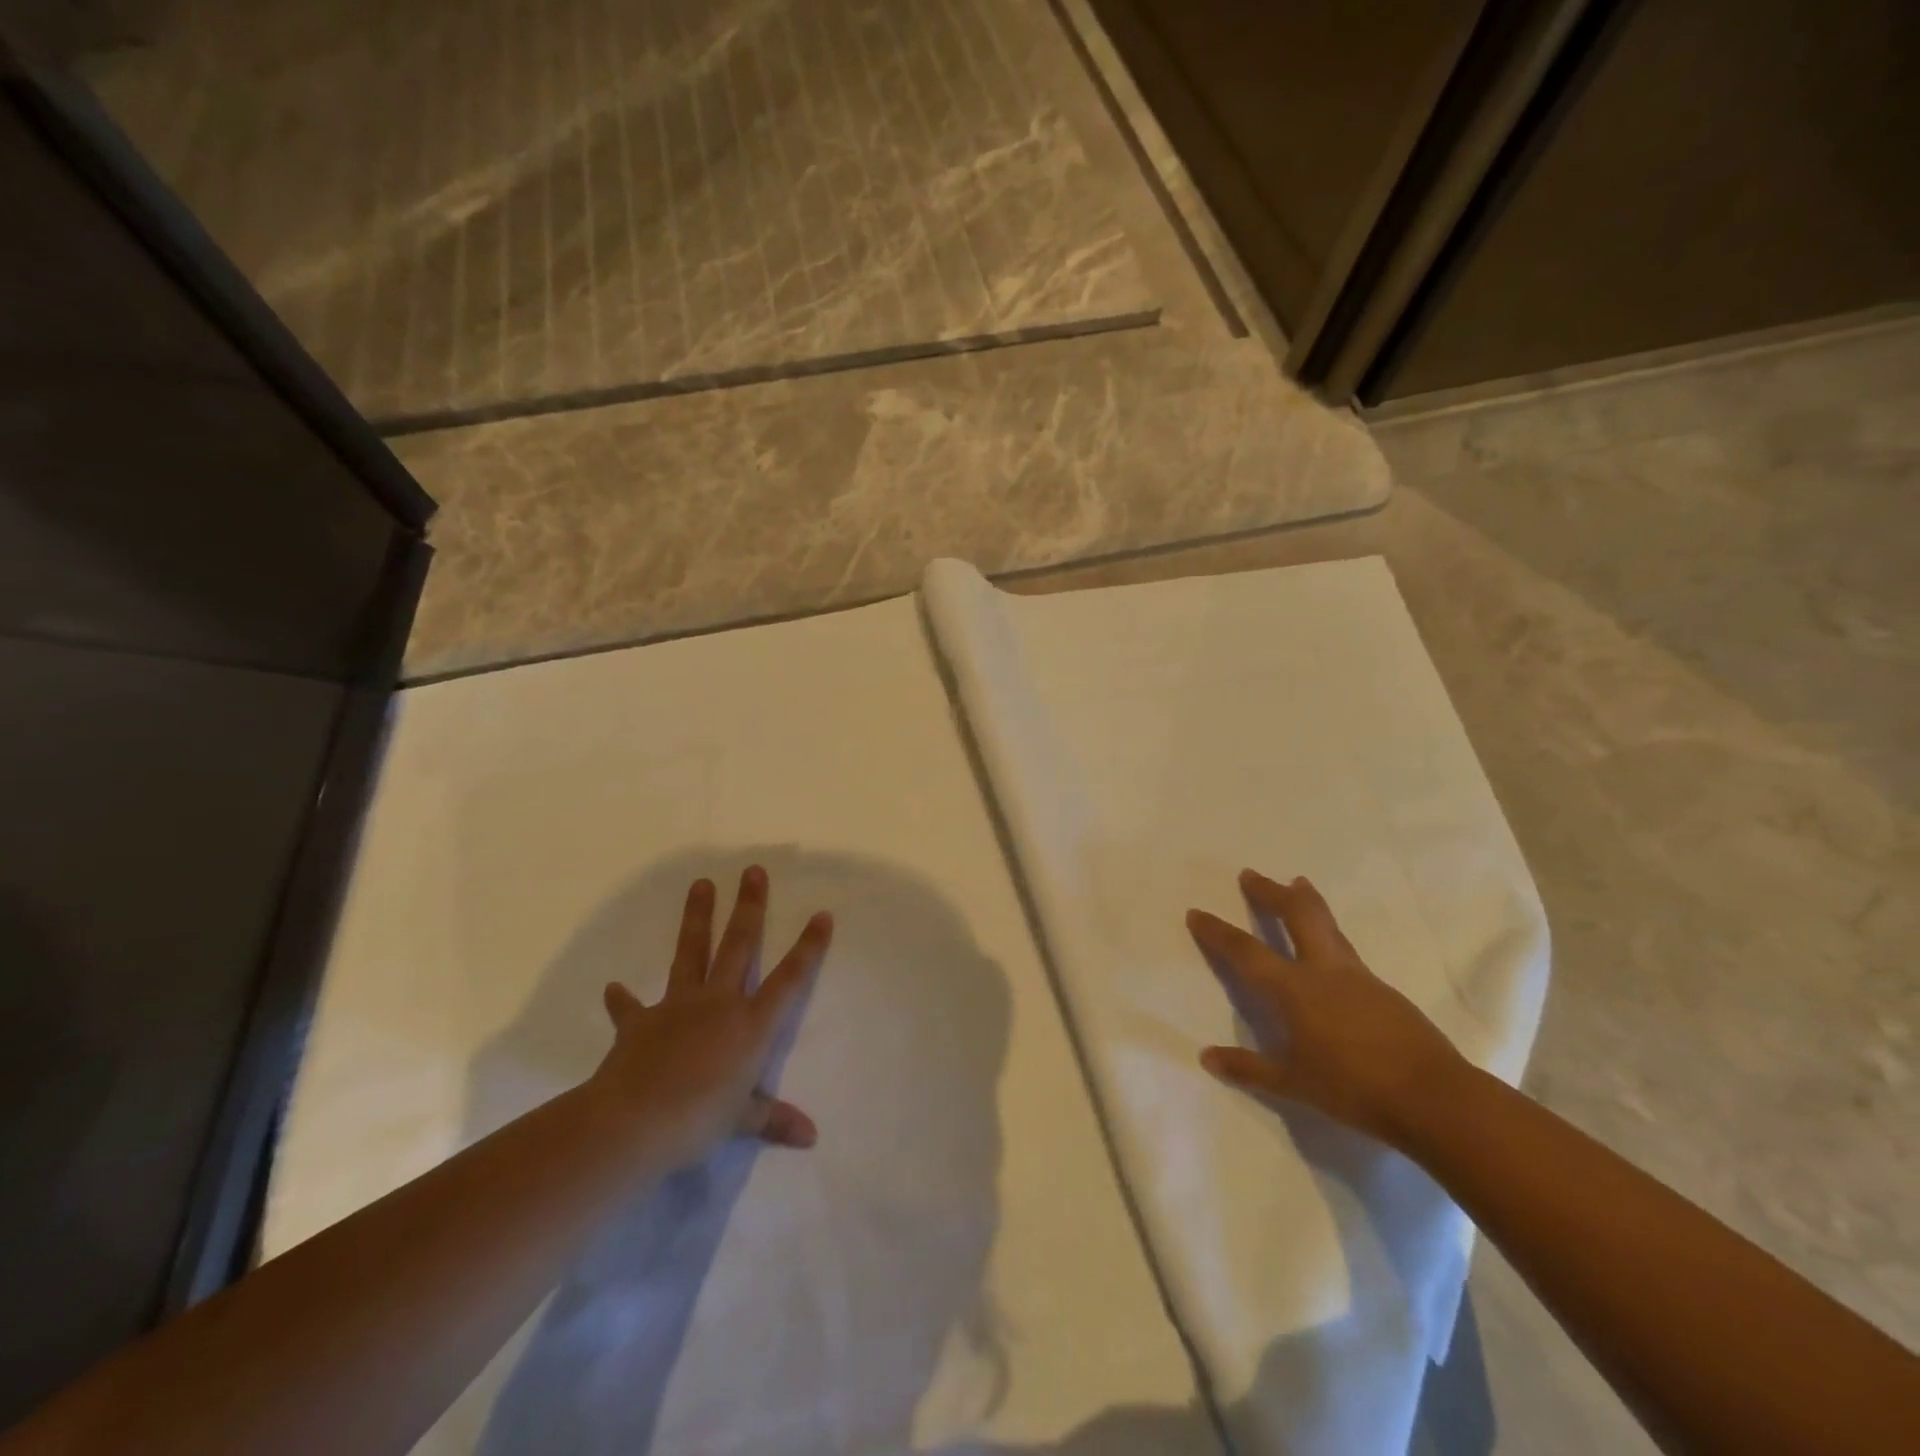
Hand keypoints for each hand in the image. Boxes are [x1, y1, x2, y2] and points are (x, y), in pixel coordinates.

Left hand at [589, 866, 832, 1171]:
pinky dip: (623, 999)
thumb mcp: (742, 1121)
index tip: (822, 914)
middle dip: (749, 907)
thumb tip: (811, 1137)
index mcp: (750, 1025)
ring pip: (692, 952)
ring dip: (697, 918)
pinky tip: (614, 987)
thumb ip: (774, 1120)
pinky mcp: (640, 1021)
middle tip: (752, 871)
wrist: (634, 1122)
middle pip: (739, 945)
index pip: (789, 979)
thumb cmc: (699, 1119)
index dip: (808, 947)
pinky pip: (631, 1006)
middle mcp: (719, 1003)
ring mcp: (678, 1006)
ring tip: (700, 883)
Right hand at [1186, 870, 1466, 1147]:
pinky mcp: (1383, 990)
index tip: (1197, 913)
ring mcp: (1358, 976)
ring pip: (1327, 925)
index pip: (1245, 952)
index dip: (1218, 932)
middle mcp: (1323, 970)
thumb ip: (1248, 1068)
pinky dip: (1329, 933)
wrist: (1434, 1097)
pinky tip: (1330, 948)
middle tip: (1251, 875)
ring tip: (1299, 885)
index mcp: (1294, 989)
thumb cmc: (1353, 1088)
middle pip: (1296, 914)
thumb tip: (1207, 1058)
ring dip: (1307, 901)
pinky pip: (1346, 949)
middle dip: (1270, 892)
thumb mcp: (1292, 1084)